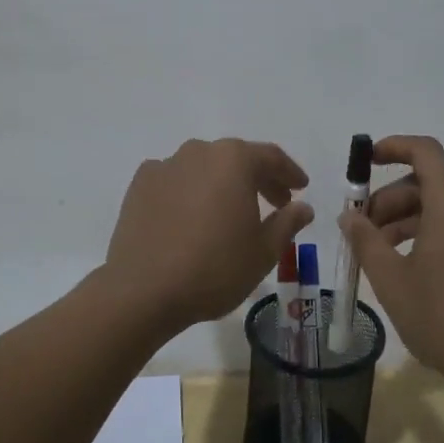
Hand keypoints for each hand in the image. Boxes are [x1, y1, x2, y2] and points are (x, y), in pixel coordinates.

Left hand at [103, 138, 313, 334]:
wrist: (143, 290)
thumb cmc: (214, 268)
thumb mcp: (264, 251)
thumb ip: (287, 223)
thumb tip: (303, 207)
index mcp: (234, 160)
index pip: (271, 157)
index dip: (290, 173)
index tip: (301, 188)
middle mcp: (199, 151)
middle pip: (236, 159)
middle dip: (259, 179)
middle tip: (275, 203)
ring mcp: (165, 165)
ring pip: (204, 168)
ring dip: (222, 184)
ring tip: (232, 212)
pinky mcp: (140, 185)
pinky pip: (175, 181)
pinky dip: (190, 192)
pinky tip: (192, 217)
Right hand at [340, 135, 443, 399]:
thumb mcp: (392, 280)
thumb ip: (366, 241)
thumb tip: (350, 216)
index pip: (424, 151)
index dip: (393, 147)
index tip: (365, 161)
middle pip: (426, 182)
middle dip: (387, 198)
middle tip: (359, 229)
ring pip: (437, 208)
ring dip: (402, 220)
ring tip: (374, 254)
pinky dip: (423, 235)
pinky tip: (402, 269)